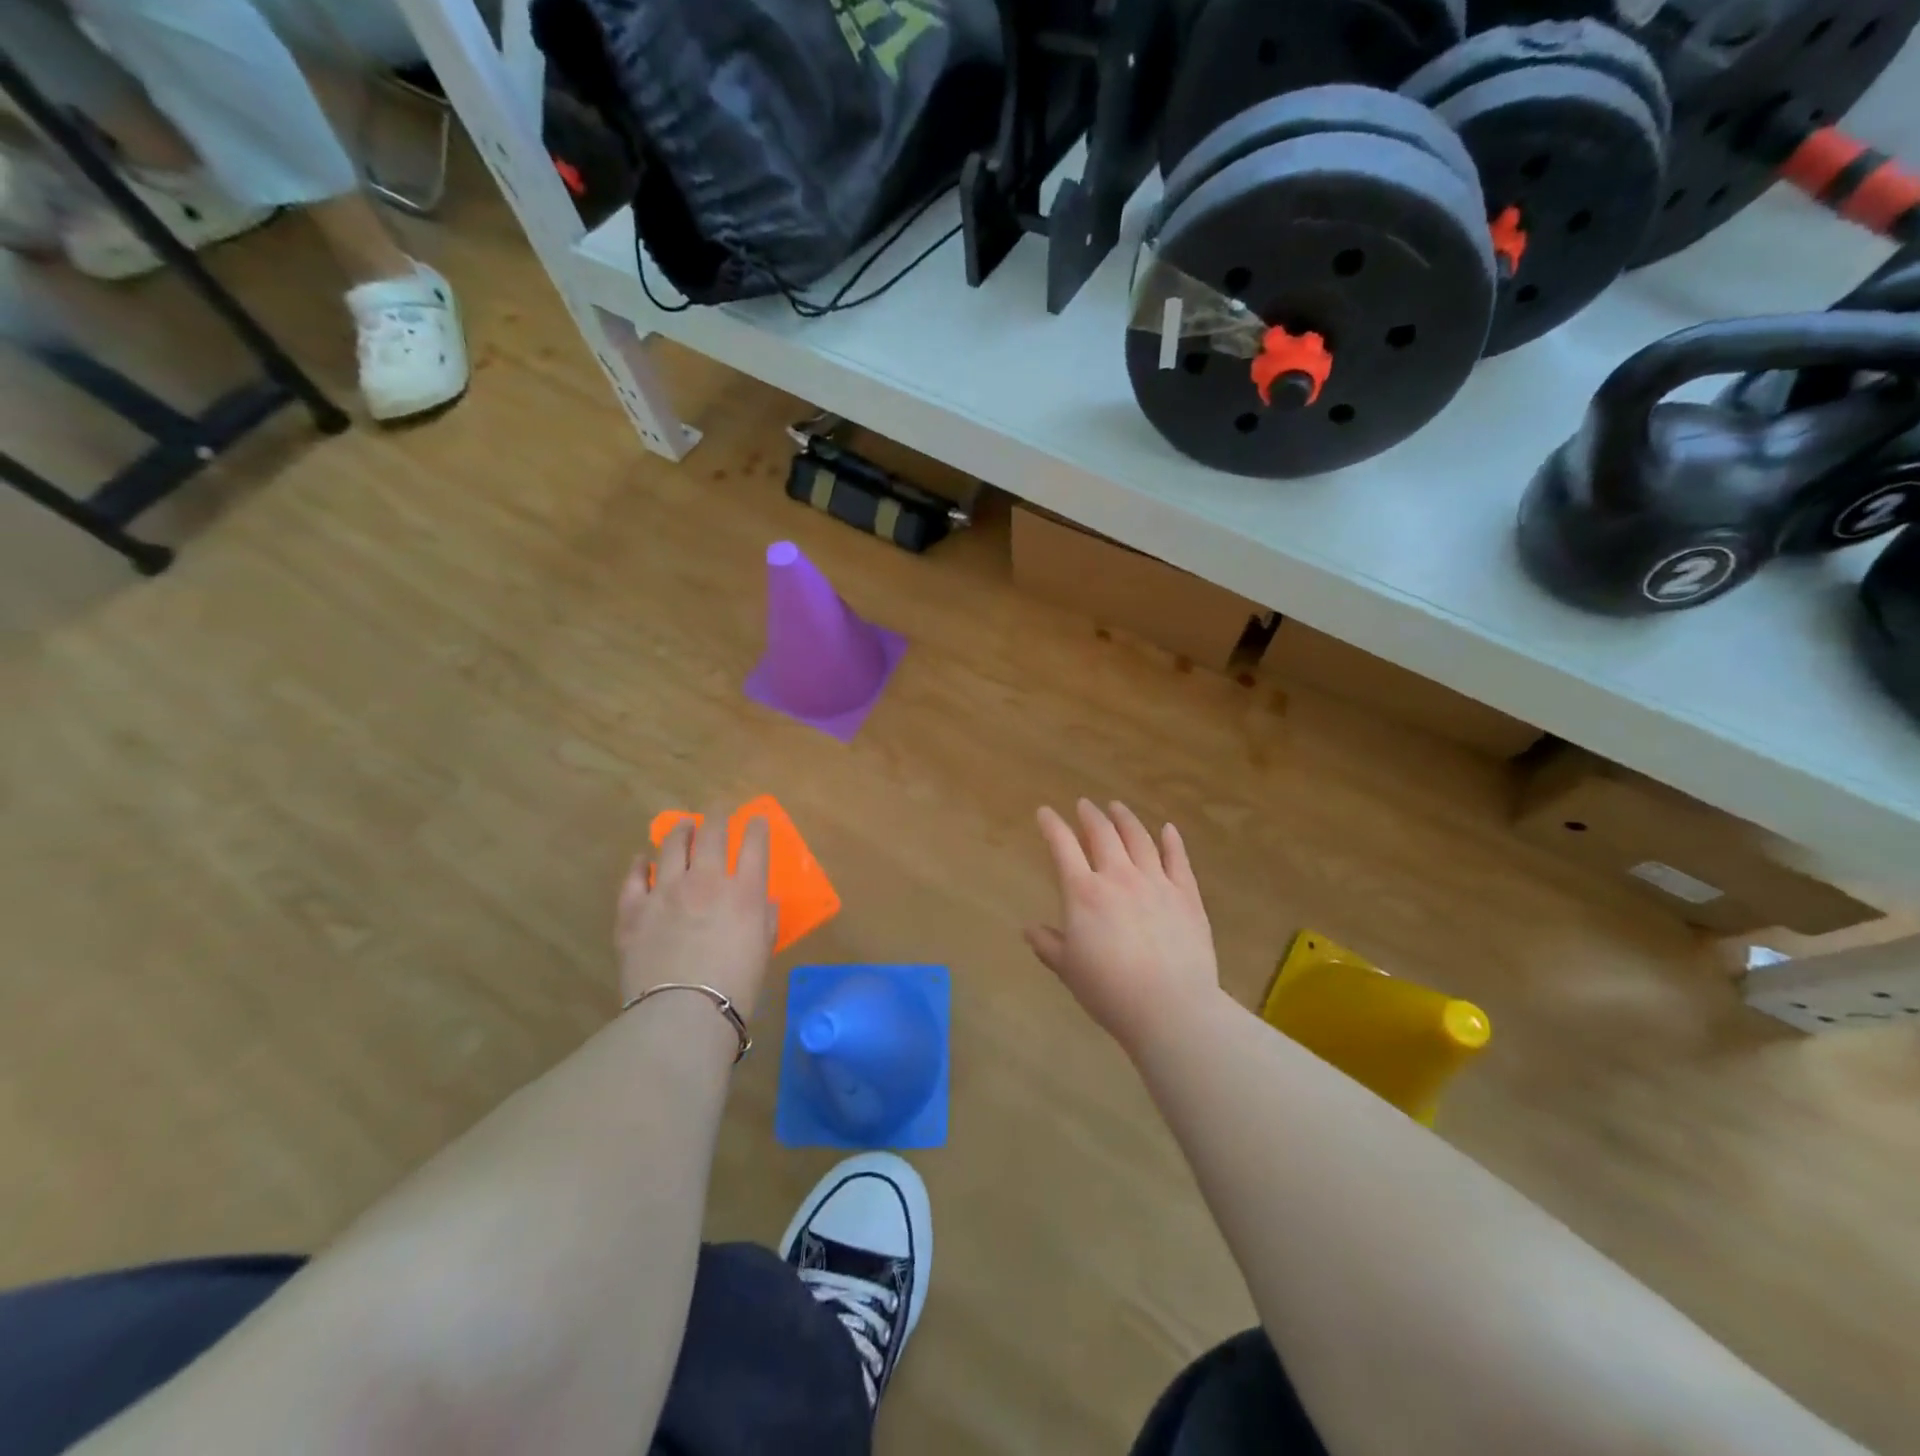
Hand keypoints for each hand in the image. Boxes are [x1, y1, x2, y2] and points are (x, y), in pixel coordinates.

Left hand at [617, 812, 777, 1016]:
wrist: (682, 1013)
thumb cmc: (735, 988)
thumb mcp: (762, 951)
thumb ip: (764, 920)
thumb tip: (763, 902)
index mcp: (745, 892)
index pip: (755, 844)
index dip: (757, 827)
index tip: (757, 819)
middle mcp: (707, 880)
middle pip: (713, 833)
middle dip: (718, 815)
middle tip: (719, 808)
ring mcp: (666, 891)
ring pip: (672, 845)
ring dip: (680, 830)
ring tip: (683, 825)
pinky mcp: (634, 910)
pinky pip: (634, 878)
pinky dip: (640, 864)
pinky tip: (642, 860)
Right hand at [1025, 799, 1220, 1055]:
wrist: (1170, 1007)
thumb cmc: (1110, 991)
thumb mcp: (1068, 970)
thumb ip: (1048, 945)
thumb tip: (1029, 929)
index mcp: (1084, 893)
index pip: (1063, 847)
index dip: (1052, 826)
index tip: (1045, 812)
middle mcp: (1119, 877)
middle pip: (1103, 834)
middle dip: (1090, 815)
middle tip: (1085, 804)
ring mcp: (1156, 882)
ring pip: (1139, 839)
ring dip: (1126, 819)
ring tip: (1118, 807)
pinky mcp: (1187, 895)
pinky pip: (1178, 859)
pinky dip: (1172, 841)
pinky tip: (1168, 829)